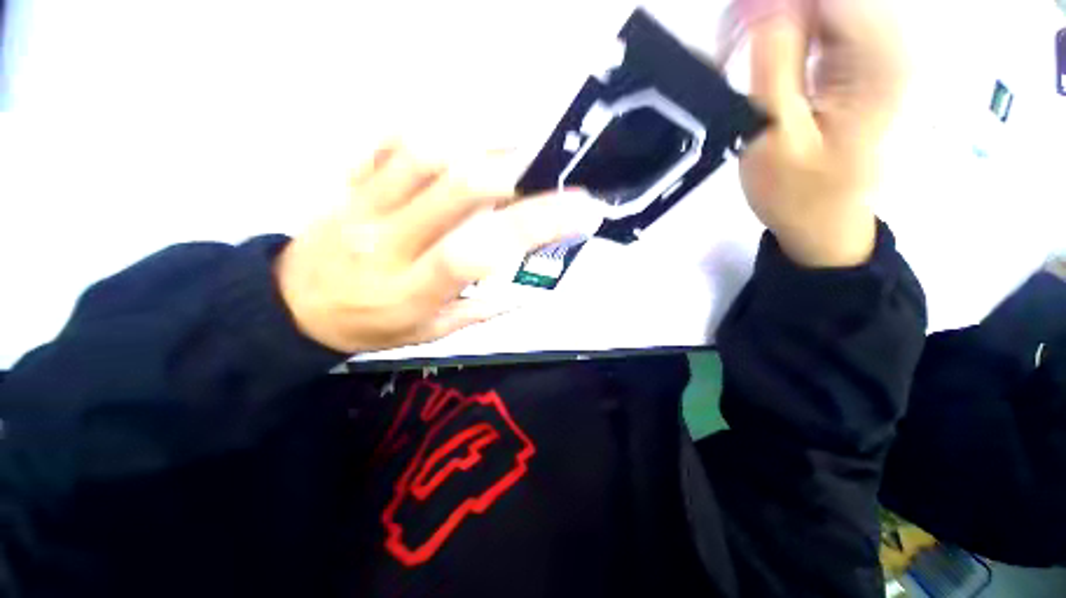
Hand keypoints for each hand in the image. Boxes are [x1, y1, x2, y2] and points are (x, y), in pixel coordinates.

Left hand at [275, 143, 599, 352]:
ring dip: (481, 146)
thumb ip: (483, 310)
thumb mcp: (433, 333)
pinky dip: (437, 134)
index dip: (532, 226)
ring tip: (514, 154)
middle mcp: (387, 240)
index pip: (476, 252)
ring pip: (426, 152)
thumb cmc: (372, 326)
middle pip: (457, 187)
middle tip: (549, 173)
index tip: (579, 211)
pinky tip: (464, 145)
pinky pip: (391, 141)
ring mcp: (362, 203)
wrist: (296, 306)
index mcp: (412, 289)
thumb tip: (530, 288)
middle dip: (515, 173)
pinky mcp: (349, 180)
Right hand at [727, 0, 907, 266]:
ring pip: (817, 4)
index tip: (734, 29)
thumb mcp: (776, 134)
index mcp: (879, 58)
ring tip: (739, 55)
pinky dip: (783, 29)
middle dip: (769, 10)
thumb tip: (758, 0)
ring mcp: (876, 46)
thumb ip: (773, 61)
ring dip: (773, 19)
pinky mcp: (860, 56)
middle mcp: (888, 39)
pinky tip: (762, 57)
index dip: (772, 2)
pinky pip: (819, 18)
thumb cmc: (797, 193)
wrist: (822, 221)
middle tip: (731, 48)